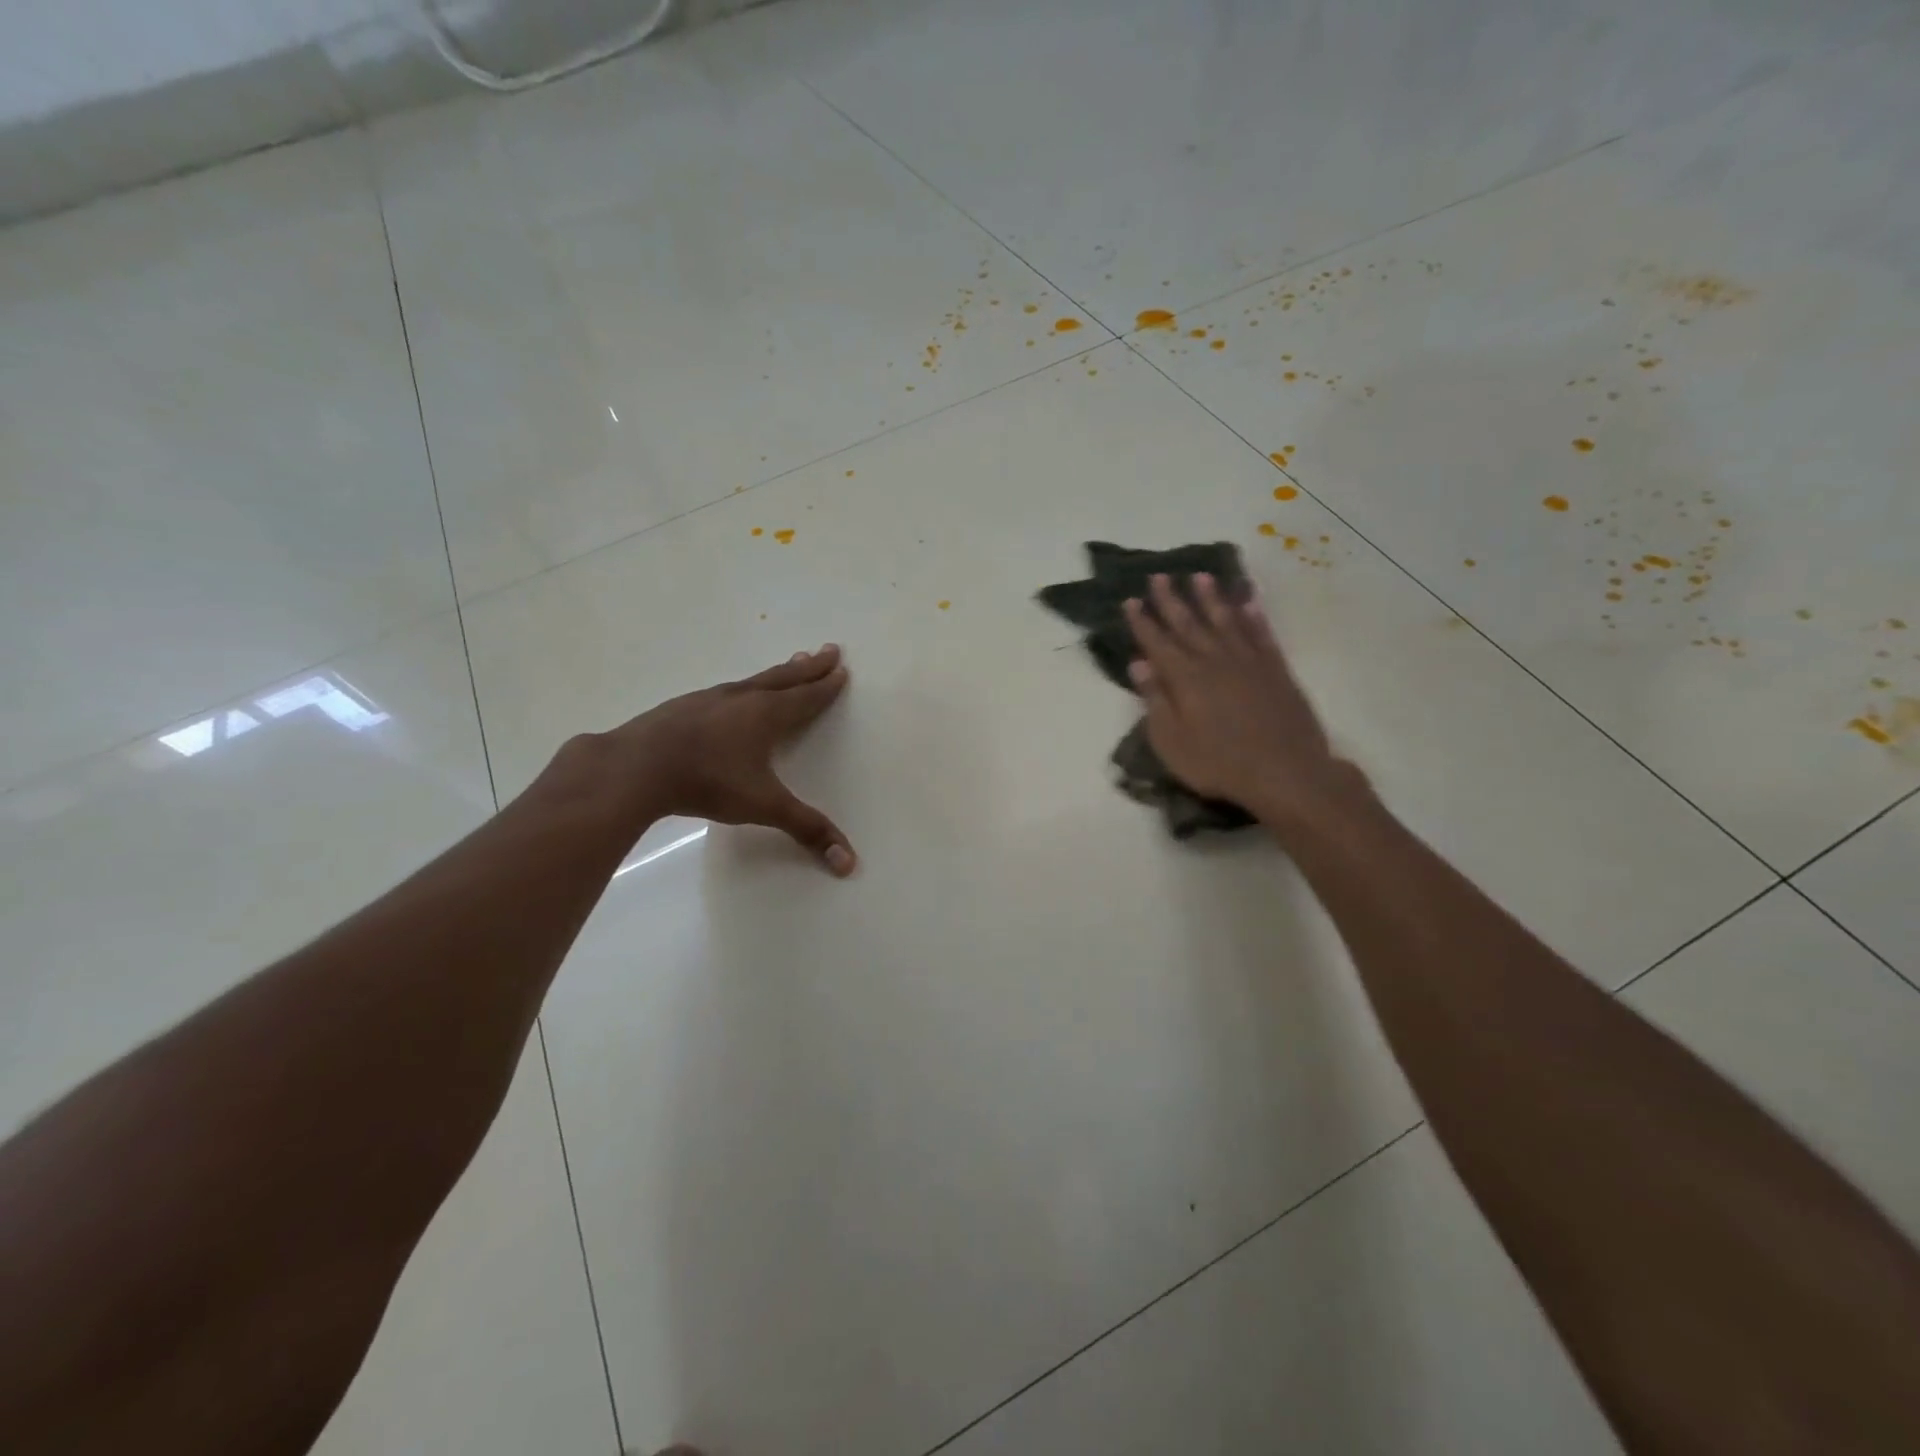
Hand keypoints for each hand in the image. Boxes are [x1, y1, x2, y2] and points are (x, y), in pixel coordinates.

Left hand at [599, 644, 856, 875]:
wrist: (634, 768)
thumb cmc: (707, 782)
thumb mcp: (763, 806)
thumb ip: (806, 829)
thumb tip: (849, 862)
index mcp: (765, 714)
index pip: (805, 697)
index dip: (826, 686)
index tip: (842, 668)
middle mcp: (740, 698)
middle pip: (783, 677)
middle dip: (809, 667)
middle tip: (829, 650)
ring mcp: (708, 700)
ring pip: (752, 680)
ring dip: (776, 673)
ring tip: (790, 663)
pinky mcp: (681, 708)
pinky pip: (723, 691)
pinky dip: (741, 687)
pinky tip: (732, 695)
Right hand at [1123, 575, 1360, 827]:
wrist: (1285, 772)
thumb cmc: (1218, 764)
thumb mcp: (1172, 741)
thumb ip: (1155, 700)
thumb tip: (1139, 663)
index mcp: (1185, 678)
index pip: (1157, 642)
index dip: (1142, 621)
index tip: (1130, 600)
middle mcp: (1214, 661)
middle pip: (1188, 624)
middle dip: (1171, 600)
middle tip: (1160, 576)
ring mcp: (1248, 662)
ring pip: (1225, 621)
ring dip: (1212, 598)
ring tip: (1201, 577)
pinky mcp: (1276, 669)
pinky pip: (1262, 634)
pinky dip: (1254, 616)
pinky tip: (1248, 601)